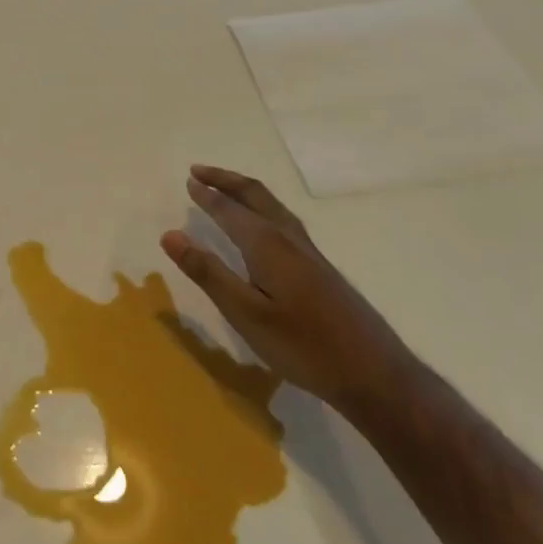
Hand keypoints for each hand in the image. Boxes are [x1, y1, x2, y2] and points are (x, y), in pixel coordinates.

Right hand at [161, 165, 408, 413]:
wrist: (372, 372)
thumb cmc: (302, 345)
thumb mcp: (245, 313)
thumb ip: (208, 272)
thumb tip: (170, 234)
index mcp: (267, 244)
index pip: (230, 209)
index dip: (207, 195)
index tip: (188, 181)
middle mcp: (289, 238)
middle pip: (256, 195)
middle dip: (226, 180)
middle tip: (199, 171)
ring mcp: (309, 251)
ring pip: (273, 206)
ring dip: (245, 191)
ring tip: (225, 189)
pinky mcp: (320, 267)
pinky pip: (283, 219)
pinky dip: (261, 207)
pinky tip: (262, 225)